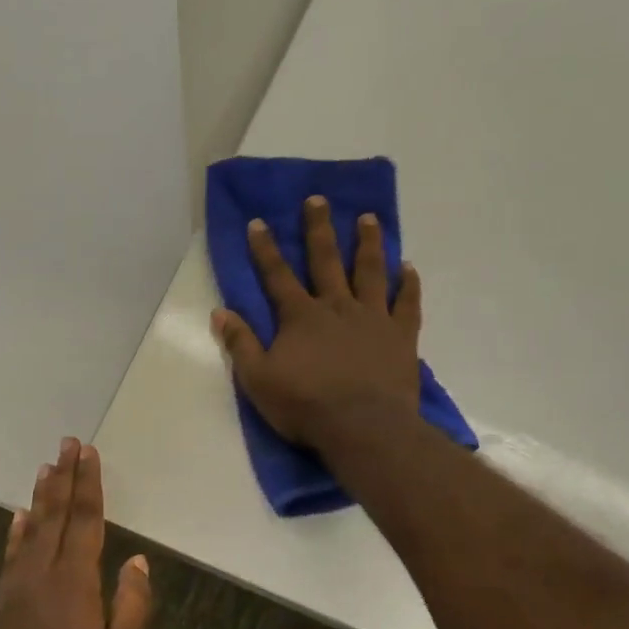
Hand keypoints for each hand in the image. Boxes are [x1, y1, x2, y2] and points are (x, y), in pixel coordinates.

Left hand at [0, 439, 152, 628]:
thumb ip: (132, 603)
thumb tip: (137, 560)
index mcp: (75, 580)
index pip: (85, 520)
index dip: (88, 484)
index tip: (88, 453)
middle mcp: (43, 572)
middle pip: (55, 514)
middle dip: (64, 476)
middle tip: (67, 443)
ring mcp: (17, 585)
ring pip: (31, 528)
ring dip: (41, 496)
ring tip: (46, 467)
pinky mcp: (2, 601)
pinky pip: (11, 553)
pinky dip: (16, 530)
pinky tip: (19, 516)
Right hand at [212, 196, 423, 450]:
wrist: (363, 428)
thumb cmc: (305, 406)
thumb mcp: (258, 380)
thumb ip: (240, 344)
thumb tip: (220, 312)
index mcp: (300, 317)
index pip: (277, 275)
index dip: (265, 249)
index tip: (259, 222)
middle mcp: (337, 307)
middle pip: (326, 260)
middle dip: (319, 229)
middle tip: (318, 199)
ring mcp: (373, 318)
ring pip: (370, 272)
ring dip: (368, 243)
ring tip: (368, 218)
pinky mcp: (401, 336)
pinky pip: (407, 303)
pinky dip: (408, 284)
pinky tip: (408, 267)